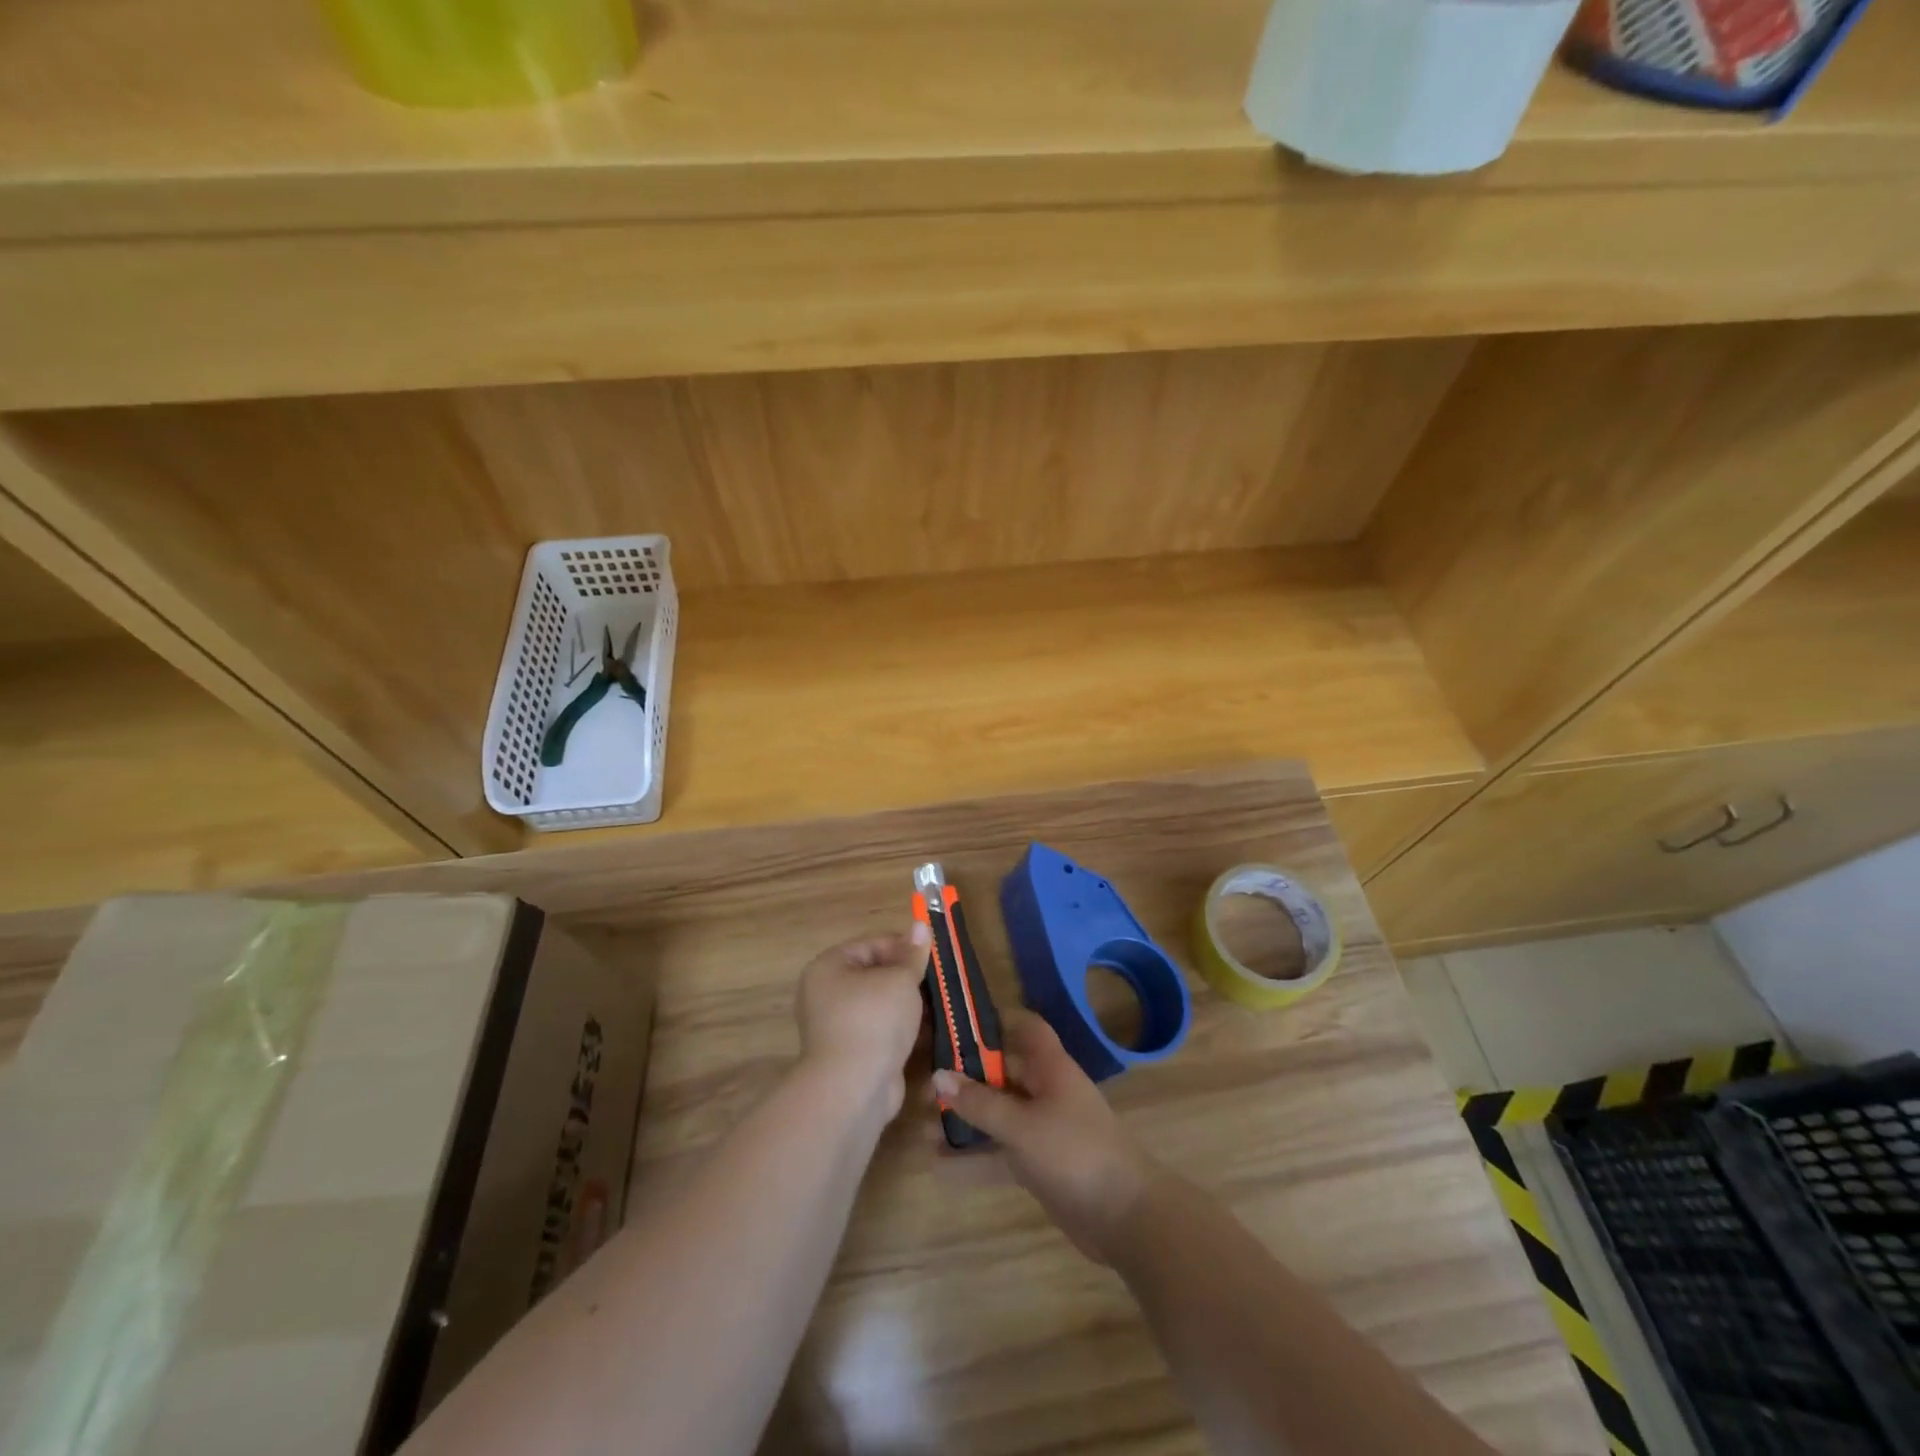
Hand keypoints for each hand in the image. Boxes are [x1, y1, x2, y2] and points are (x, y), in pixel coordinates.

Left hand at [796, 925, 930, 1119]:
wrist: (854, 1088)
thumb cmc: (874, 1020)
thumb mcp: (900, 979)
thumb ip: (912, 954)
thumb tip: (920, 925)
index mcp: (829, 967)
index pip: (872, 944)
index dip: (904, 946)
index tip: (934, 954)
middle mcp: (826, 993)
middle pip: (875, 974)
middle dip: (907, 977)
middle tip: (939, 980)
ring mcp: (837, 1026)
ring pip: (880, 1005)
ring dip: (907, 1005)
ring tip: (939, 1004)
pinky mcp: (852, 1053)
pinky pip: (880, 1031)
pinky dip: (901, 1029)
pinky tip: (928, 1030)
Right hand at [932, 1011, 1156, 1263]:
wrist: (1125, 1216)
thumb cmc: (1074, 1152)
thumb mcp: (1021, 1126)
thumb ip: (980, 1103)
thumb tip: (938, 1075)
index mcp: (1050, 1068)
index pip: (1026, 1029)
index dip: (997, 1022)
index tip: (958, 1026)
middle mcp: (1046, 1091)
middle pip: (1002, 1074)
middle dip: (966, 1080)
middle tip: (926, 1090)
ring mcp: (1043, 1129)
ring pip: (997, 1116)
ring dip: (965, 1121)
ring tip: (922, 1127)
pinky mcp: (1039, 1165)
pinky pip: (999, 1153)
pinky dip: (973, 1159)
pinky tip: (938, 1168)